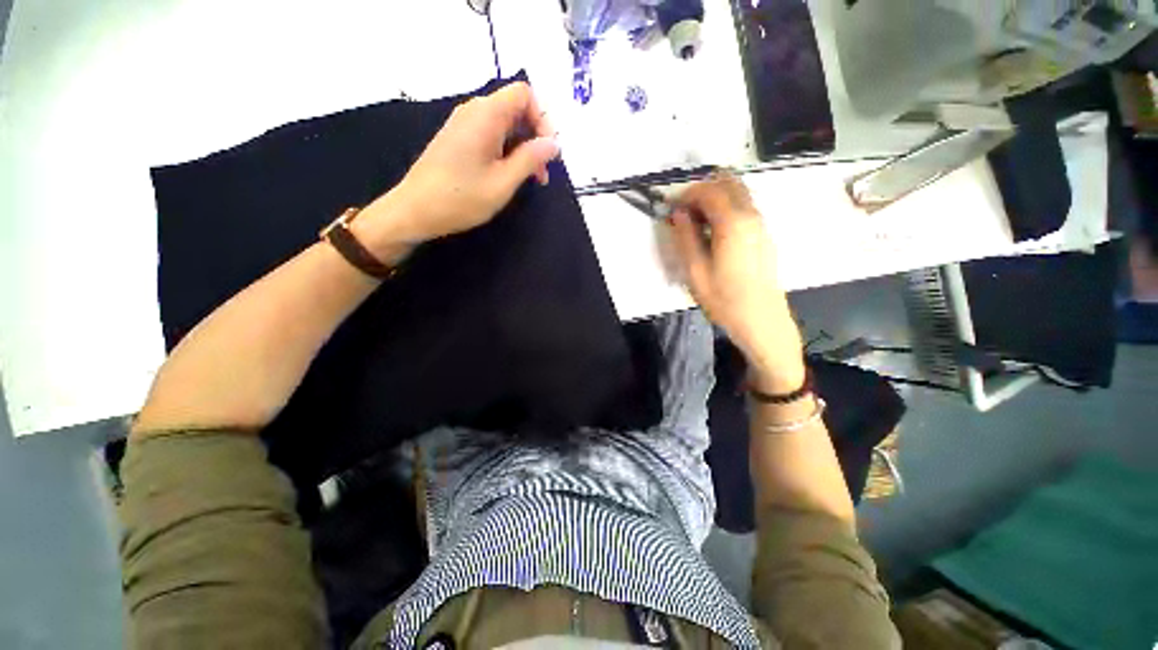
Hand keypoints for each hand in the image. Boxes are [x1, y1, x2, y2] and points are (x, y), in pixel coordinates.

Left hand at [355, 82, 559, 257]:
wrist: (415, 210)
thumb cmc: (461, 198)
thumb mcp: (503, 182)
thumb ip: (530, 159)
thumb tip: (554, 144)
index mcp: (486, 115)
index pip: (523, 94)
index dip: (542, 119)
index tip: (547, 152)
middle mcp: (473, 111)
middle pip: (515, 109)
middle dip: (534, 137)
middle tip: (541, 174)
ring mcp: (463, 124)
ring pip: (504, 124)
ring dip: (522, 148)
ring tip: (529, 180)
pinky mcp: (458, 139)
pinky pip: (490, 135)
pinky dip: (506, 151)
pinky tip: (508, 176)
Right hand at [669, 173, 804, 391]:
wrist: (762, 321)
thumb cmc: (724, 300)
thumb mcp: (696, 271)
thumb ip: (686, 238)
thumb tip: (679, 213)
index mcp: (734, 224)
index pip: (709, 191)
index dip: (687, 193)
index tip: (670, 206)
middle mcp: (752, 216)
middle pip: (728, 183)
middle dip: (702, 189)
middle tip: (683, 210)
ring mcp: (761, 224)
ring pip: (738, 193)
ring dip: (715, 198)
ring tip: (695, 221)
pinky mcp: (764, 235)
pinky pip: (744, 208)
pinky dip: (725, 208)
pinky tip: (712, 232)